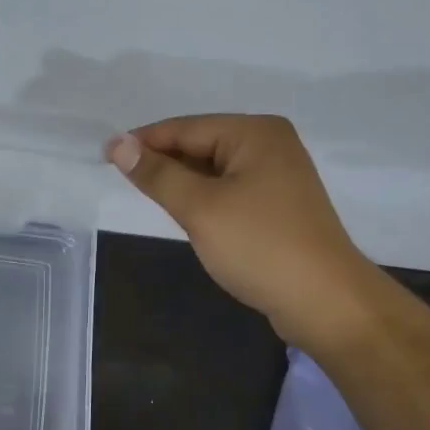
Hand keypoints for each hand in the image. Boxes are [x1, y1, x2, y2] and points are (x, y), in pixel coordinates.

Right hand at [106, 114, 369, 341]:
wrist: (324, 301)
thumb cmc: (259, 246)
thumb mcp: (200, 208)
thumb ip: (157, 174)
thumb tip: (117, 144)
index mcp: (254, 132)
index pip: (185, 128)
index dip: (143, 142)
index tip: (104, 157)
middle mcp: (270, 144)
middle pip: (200, 144)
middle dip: (164, 163)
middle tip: (123, 184)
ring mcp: (278, 175)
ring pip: (213, 170)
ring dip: (183, 183)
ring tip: (150, 200)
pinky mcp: (278, 205)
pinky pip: (229, 190)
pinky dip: (204, 199)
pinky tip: (187, 215)